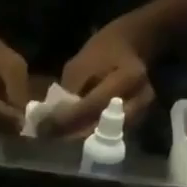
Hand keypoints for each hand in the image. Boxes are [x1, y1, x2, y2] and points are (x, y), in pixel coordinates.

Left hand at [41, 21, 155, 138]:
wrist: (134, 45)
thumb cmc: (105, 50)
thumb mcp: (81, 64)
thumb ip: (68, 92)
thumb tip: (51, 121)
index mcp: (128, 78)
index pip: (93, 105)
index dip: (67, 119)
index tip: (44, 128)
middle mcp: (141, 99)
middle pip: (102, 128)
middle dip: (74, 136)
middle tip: (51, 139)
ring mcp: (143, 112)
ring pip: (107, 137)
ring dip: (82, 141)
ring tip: (60, 140)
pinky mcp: (138, 121)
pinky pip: (112, 136)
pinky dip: (92, 138)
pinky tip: (75, 136)